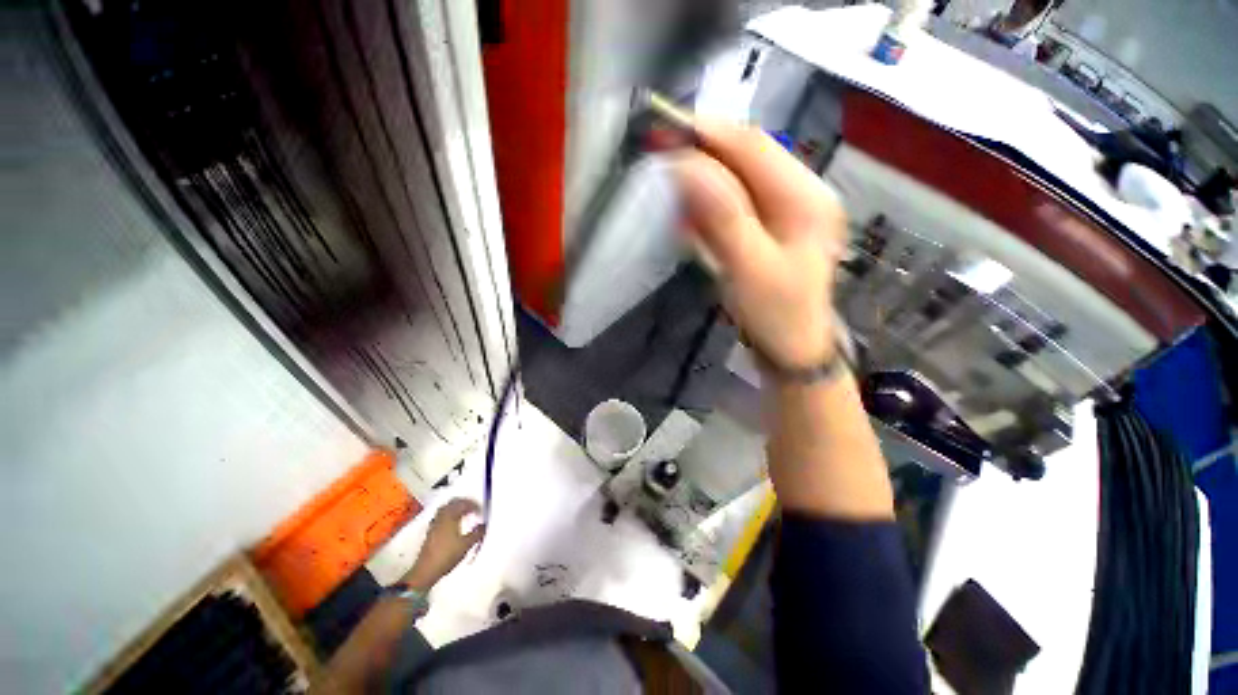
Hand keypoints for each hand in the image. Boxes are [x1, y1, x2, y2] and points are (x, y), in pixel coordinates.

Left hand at [401, 498, 484, 591]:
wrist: (426, 570)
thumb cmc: (447, 555)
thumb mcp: (466, 545)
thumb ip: (477, 533)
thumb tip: (484, 525)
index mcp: (450, 517)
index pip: (464, 504)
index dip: (474, 505)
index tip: (481, 511)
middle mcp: (441, 517)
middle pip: (453, 503)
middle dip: (464, 503)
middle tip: (473, 508)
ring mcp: (434, 524)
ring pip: (446, 508)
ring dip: (456, 508)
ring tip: (465, 514)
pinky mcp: (430, 531)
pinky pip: (441, 516)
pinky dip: (449, 515)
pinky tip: (454, 523)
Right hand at [671, 119, 847, 371]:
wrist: (791, 349)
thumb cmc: (775, 314)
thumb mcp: (749, 269)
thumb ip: (722, 217)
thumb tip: (686, 166)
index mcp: (805, 198)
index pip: (753, 147)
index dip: (709, 134)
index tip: (665, 132)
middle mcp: (800, 194)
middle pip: (746, 158)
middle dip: (703, 156)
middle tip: (661, 159)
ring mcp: (785, 210)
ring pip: (737, 180)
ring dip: (702, 182)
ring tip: (672, 190)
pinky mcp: (769, 227)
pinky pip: (734, 204)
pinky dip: (708, 206)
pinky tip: (691, 218)